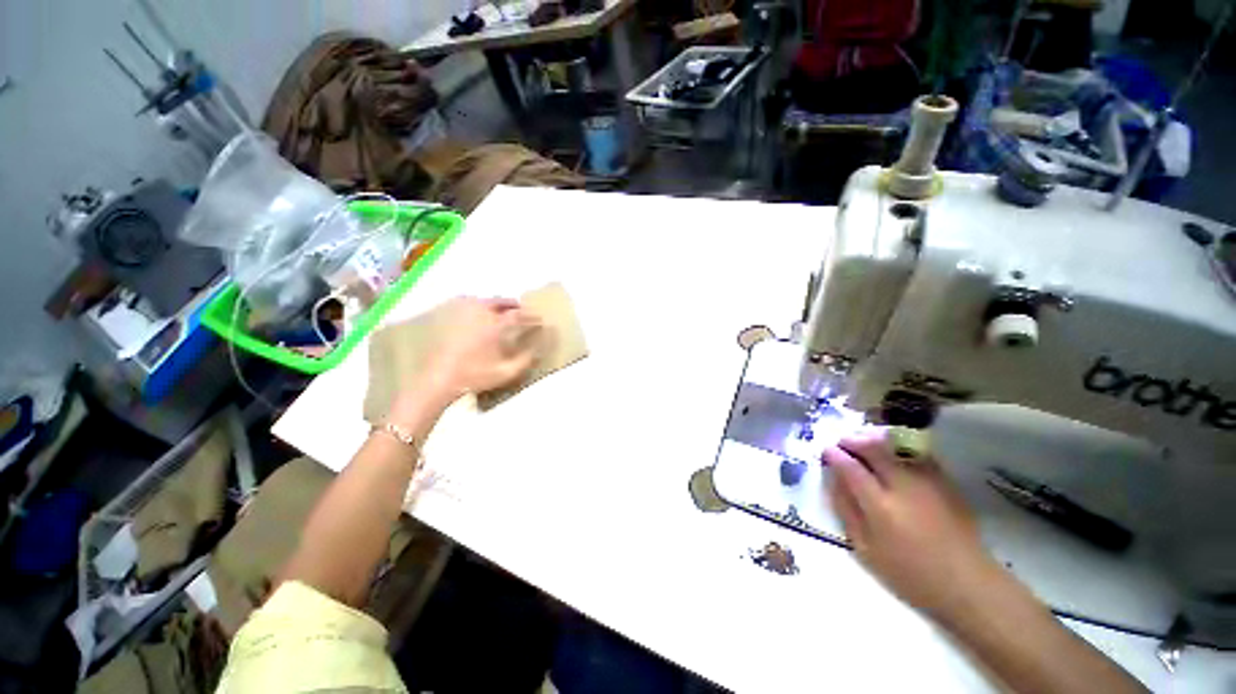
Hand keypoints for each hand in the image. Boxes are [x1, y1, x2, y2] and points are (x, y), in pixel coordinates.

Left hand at [409, 296, 541, 405]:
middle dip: (515, 305)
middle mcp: (480, 314)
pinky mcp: (451, 318)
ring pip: (485, 301)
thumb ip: (525, 360)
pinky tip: (481, 313)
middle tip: (523, 311)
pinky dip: (480, 305)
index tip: (540, 319)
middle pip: (501, 302)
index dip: (531, 316)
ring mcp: (463, 314)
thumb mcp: (506, 373)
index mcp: (495, 326)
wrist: (440, 379)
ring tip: (505, 312)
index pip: (519, 315)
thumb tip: (539, 350)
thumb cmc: (475, 376)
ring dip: (498, 304)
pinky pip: (468, 304)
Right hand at [824, 431, 1000, 617]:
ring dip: (874, 440)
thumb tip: (834, 480)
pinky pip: (917, 453)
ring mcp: (928, 481)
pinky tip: (893, 455)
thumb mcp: (866, 550)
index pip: (851, 468)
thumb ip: (846, 510)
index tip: (826, 451)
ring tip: (863, 443)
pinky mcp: (946, 482)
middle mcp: (904, 486)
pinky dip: (899, 448)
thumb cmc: (910, 574)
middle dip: (852, 440)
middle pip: (873, 448)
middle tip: (842, 443)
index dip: (835, 455)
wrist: (967, 584)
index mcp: (881, 507)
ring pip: (896, 446)